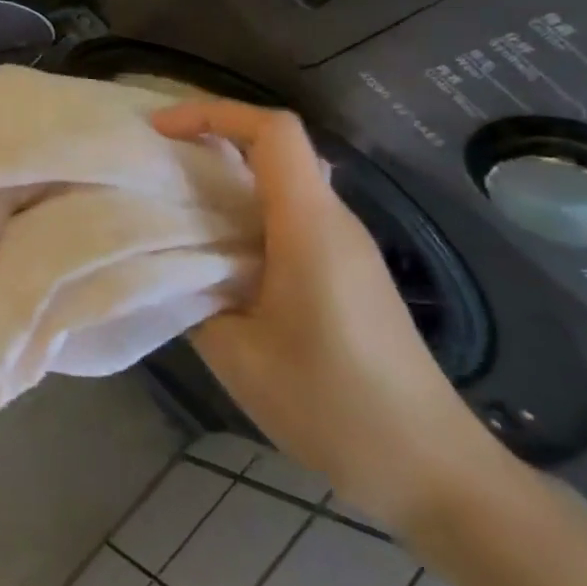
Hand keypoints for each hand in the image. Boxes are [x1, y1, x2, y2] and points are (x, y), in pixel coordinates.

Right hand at [153, 99, 504, 527]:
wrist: (433, 472)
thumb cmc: (333, 407)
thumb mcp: (237, 354)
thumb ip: (192, 294)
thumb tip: (166, 263)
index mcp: (309, 227)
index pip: (273, 131)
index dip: (212, 113)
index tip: (158, 130)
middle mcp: (334, 221)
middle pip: (275, 146)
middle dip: (210, 136)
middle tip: (152, 157)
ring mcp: (346, 246)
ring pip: (282, 179)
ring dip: (225, 175)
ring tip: (170, 196)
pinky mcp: (347, 270)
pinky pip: (289, 213)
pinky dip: (243, 208)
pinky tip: (211, 246)